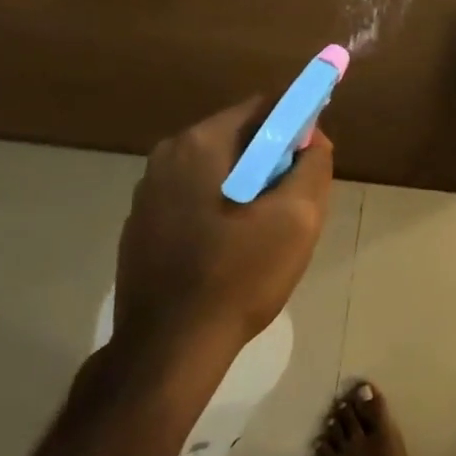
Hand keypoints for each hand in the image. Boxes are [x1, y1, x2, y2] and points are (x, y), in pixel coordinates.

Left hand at [113, 96, 334, 363]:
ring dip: (247, 188)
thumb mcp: (297, 218)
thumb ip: (314, 165)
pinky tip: (230, 251)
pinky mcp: (141, 225)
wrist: (169, 348)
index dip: (298, 124)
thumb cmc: (239, 275)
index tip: (314, 158)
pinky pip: (194, 199)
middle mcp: (166, 156)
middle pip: (238, 138)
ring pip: (217, 171)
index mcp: (201, 143)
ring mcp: (147, 192)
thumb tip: (314, 138)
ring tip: (264, 234)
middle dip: (273, 161)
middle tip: (294, 203)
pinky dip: (220, 209)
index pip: (263, 107)